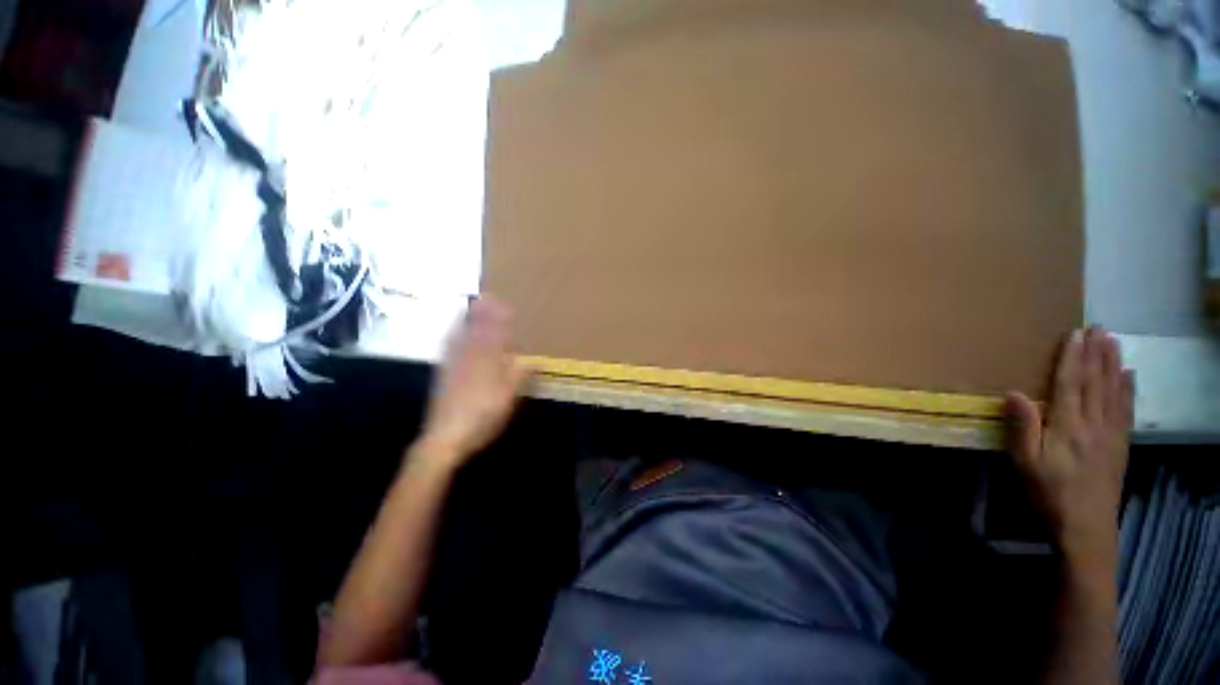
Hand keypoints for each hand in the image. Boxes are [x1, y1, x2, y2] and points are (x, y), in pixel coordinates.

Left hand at [417, 296, 531, 468]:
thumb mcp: (507, 400)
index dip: (501, 321)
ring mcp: (454, 366)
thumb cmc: (482, 419)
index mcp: (489, 366)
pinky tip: (453, 329)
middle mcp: (471, 360)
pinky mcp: (443, 374)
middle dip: (485, 313)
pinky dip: (452, 334)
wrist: (445, 438)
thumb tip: (532, 359)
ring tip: (472, 303)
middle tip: (489, 295)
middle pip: (479, 332)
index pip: (497, 338)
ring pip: (463, 336)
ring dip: (469, 319)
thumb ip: (518, 378)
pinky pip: (448, 347)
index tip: (505, 303)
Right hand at [1006, 327, 1133, 566]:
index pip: (1070, 384)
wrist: (1086, 526)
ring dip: (1113, 364)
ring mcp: (1111, 433)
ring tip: (1113, 341)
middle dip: (1096, 353)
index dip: (1071, 358)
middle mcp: (1094, 423)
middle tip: (1098, 327)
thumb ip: (1022, 427)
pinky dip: (1128, 389)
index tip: (1074, 334)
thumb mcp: (1025, 463)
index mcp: (1068, 426)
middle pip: (1096, 382)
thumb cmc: (1049, 492)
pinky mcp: (1120, 444)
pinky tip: (1129, 375)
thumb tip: (1014, 393)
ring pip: (1114, 391)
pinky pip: (1126, 410)